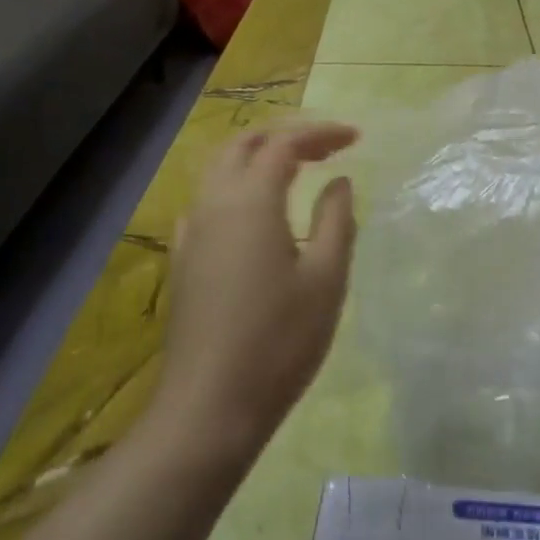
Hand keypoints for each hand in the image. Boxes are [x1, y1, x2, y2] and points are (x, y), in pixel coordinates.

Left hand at [152, 123, 359, 461]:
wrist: (209, 406)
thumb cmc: (279, 341)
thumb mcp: (326, 279)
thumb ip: (337, 219)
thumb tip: (338, 181)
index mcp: (250, 200)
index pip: (284, 143)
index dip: (320, 133)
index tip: (355, 138)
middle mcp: (214, 202)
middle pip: (244, 144)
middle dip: (285, 136)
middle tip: (325, 149)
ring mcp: (192, 231)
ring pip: (219, 168)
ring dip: (257, 156)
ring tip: (295, 169)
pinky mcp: (183, 258)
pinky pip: (207, 200)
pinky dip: (235, 185)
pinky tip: (253, 212)